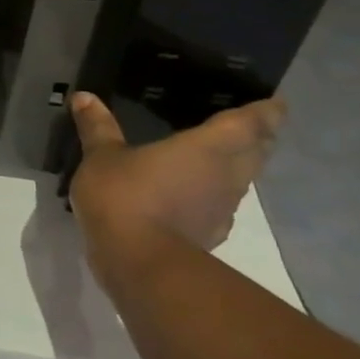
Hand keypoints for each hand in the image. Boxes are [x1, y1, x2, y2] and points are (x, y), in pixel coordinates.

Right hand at [68, 91, 286, 253]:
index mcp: (207, 147)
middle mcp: (226, 174)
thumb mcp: (101, 156)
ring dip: (238, 166)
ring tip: (219, 155)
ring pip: (242, 179)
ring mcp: (223, 207)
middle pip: (256, 151)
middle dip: (258, 137)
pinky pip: (222, 204)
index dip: (266, 111)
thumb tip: (83, 96)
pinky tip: (193, 194)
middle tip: (249, 124)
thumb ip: (97, 127)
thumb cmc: (125, 196)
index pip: (250, 123)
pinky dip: (214, 194)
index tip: (275, 102)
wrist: (140, 262)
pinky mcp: (211, 232)